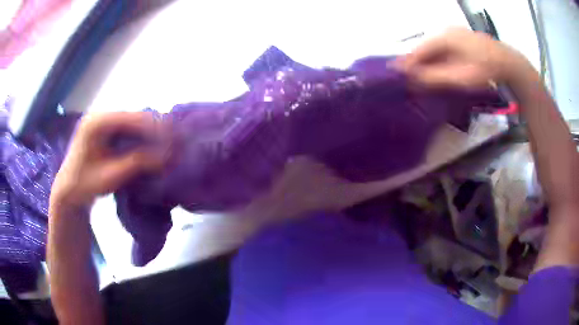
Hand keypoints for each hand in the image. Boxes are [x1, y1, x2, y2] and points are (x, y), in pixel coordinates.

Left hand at [51, 112, 168, 208]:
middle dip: (155, 129)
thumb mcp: (111, 176)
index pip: (132, 118)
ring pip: (133, 122)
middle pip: (134, 117)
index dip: (154, 127)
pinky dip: (141, 138)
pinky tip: (152, 146)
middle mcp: (101, 115)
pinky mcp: (106, 129)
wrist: (69, 191)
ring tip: (167, 145)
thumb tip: (167, 156)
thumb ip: (137, 163)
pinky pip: (128, 129)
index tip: (174, 139)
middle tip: (174, 142)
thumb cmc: (85, 185)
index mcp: (97, 122)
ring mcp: (103, 121)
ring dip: (150, 133)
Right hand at [396, 28, 526, 89]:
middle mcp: (446, 32)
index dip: (406, 63)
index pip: (418, 50)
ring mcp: (455, 35)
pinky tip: (437, 71)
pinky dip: (437, 61)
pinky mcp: (462, 41)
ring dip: (427, 63)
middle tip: (408, 80)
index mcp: (443, 37)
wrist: (509, 65)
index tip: (394, 75)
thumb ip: (435, 77)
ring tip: (420, 78)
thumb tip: (411, 79)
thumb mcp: (460, 77)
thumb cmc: (486, 71)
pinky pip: (443, 51)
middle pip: (425, 49)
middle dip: (416, 64)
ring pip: (434, 50)